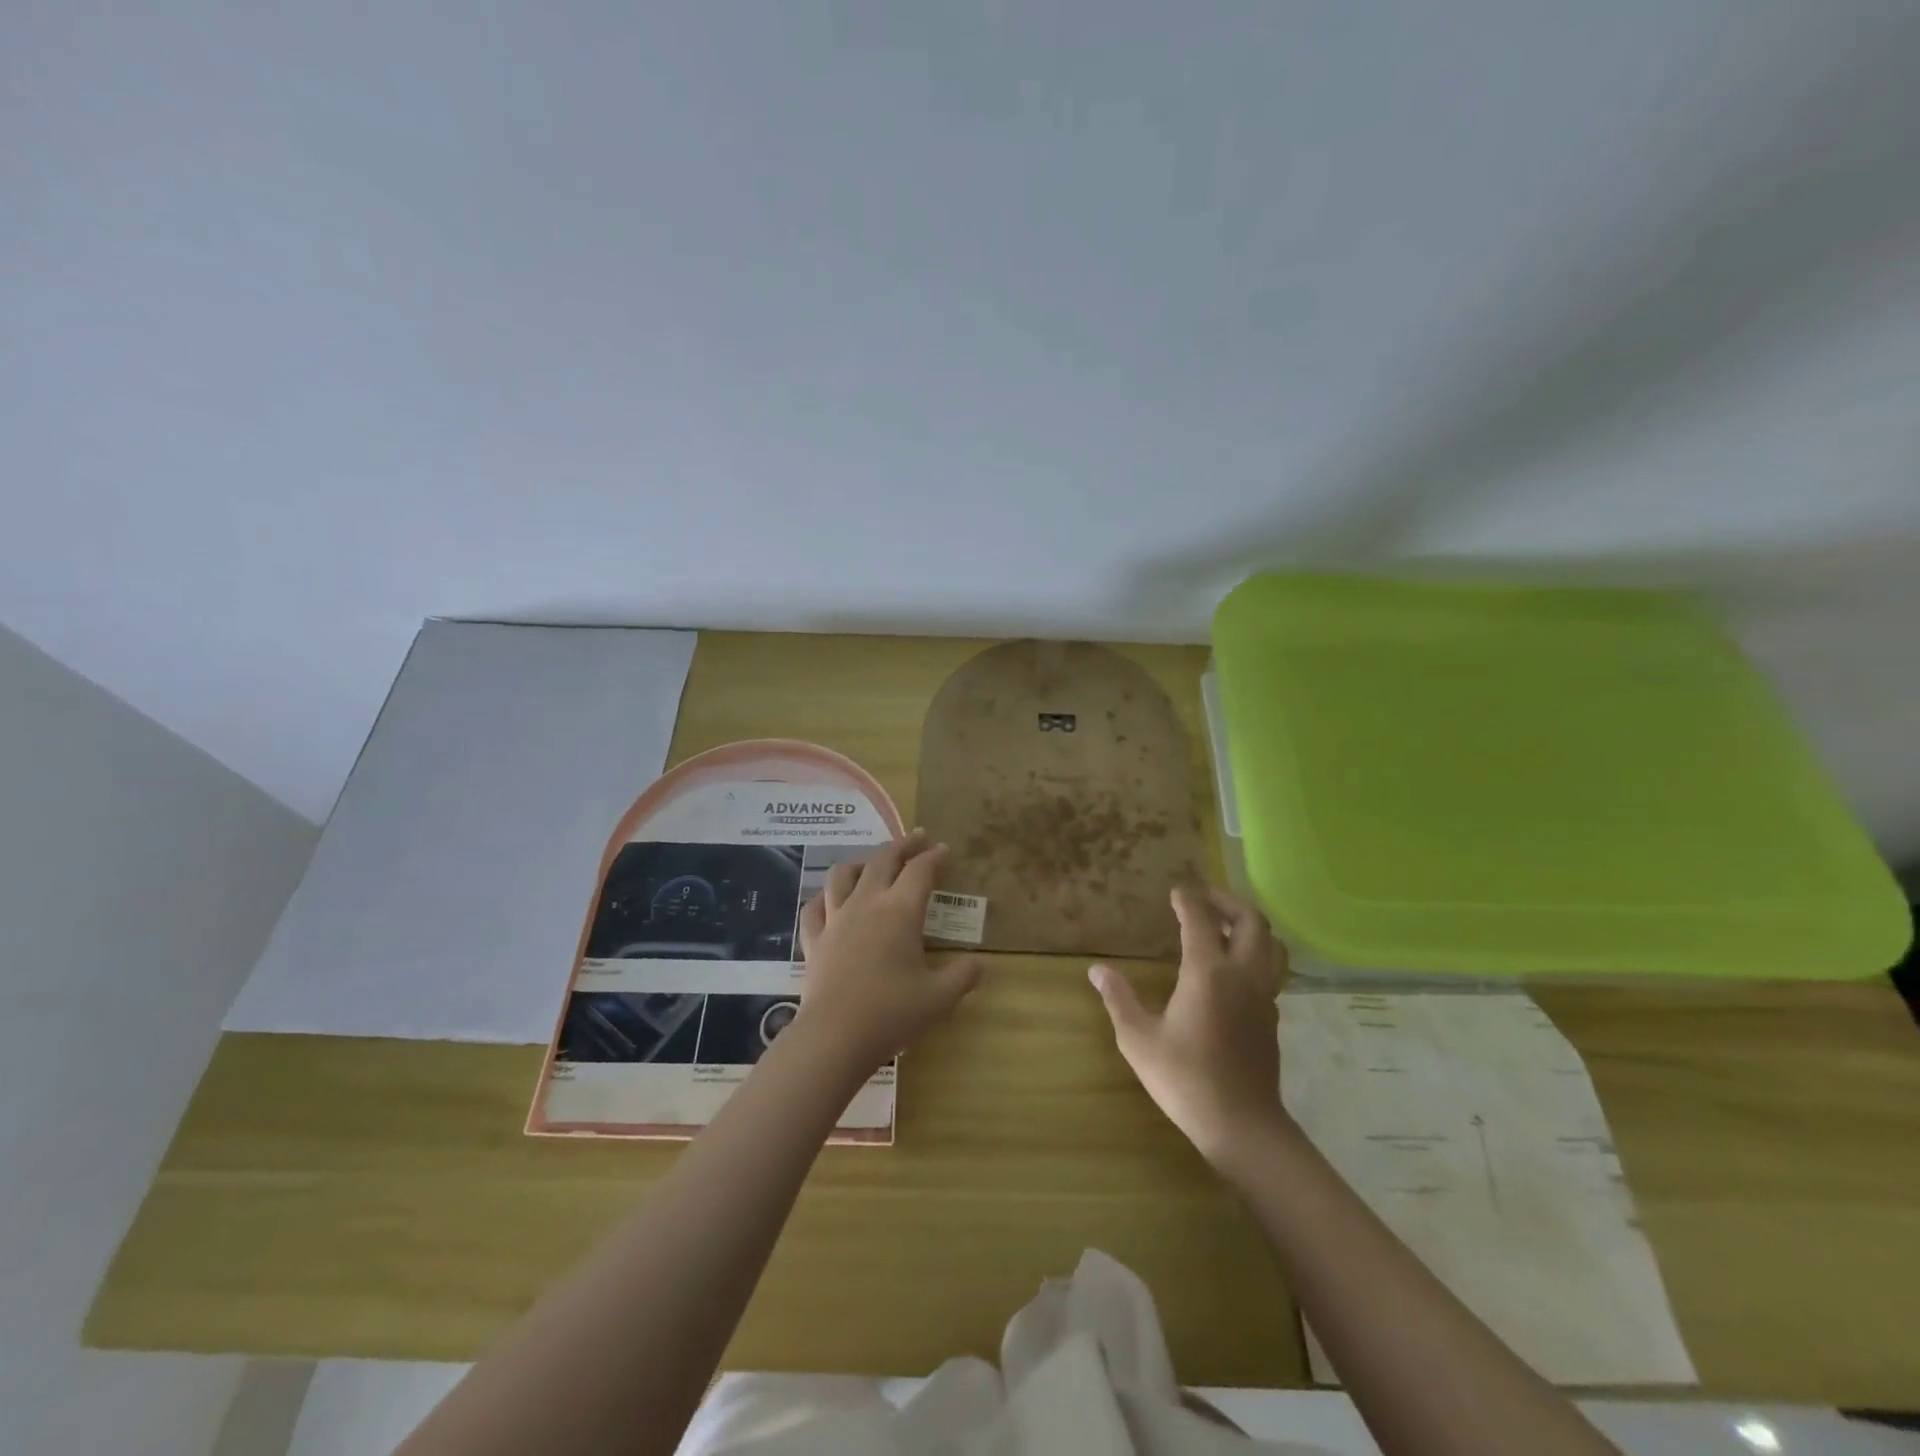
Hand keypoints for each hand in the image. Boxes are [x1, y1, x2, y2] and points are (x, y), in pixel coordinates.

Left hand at [794, 831, 982, 1076]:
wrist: (835, 1037)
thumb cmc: (892, 1013)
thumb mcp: (940, 998)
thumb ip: (963, 976)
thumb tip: (978, 963)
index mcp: (900, 911)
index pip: (920, 870)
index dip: (934, 857)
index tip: (944, 850)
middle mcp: (867, 904)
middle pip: (883, 860)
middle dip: (903, 845)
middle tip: (918, 838)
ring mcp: (836, 919)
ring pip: (843, 874)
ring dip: (861, 862)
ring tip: (871, 863)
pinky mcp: (814, 940)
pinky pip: (815, 907)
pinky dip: (824, 897)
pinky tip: (830, 900)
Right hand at [1089, 886, 1287, 1165]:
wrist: (1241, 1125)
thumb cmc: (1184, 1079)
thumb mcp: (1138, 1039)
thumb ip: (1118, 998)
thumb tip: (1097, 969)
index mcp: (1208, 972)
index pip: (1201, 919)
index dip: (1188, 899)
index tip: (1177, 890)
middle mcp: (1242, 975)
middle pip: (1251, 921)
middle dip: (1227, 902)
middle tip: (1204, 901)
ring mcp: (1263, 996)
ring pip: (1271, 944)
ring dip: (1250, 926)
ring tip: (1225, 927)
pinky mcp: (1272, 1016)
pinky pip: (1271, 969)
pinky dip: (1256, 953)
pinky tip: (1234, 968)